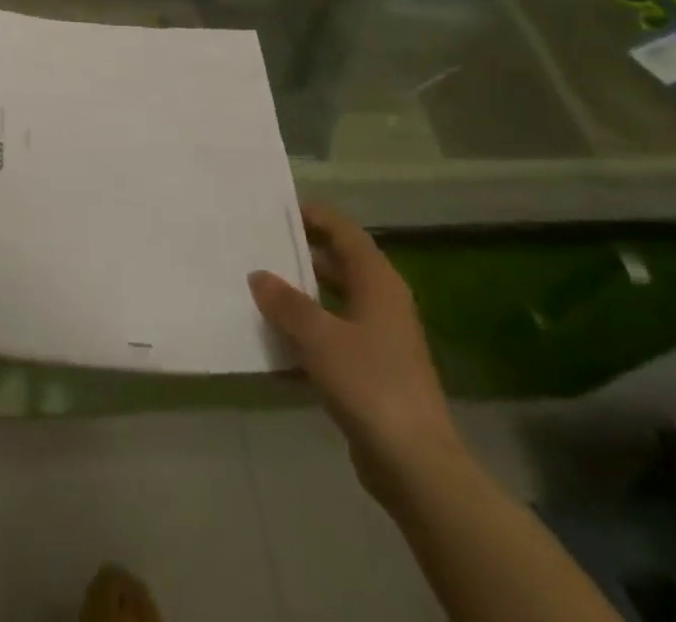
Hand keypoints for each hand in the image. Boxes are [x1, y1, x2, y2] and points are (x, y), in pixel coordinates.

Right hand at [248, 204, 457, 494]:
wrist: (416, 466)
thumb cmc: (369, 384)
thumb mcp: (318, 336)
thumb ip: (286, 302)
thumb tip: (259, 275)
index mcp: (377, 282)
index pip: (344, 231)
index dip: (313, 215)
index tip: (275, 209)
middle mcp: (383, 302)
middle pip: (339, 262)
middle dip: (301, 252)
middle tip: (259, 245)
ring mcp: (381, 338)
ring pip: (335, 299)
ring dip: (302, 292)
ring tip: (259, 285)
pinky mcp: (374, 371)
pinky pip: (334, 334)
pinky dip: (308, 329)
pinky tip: (276, 336)